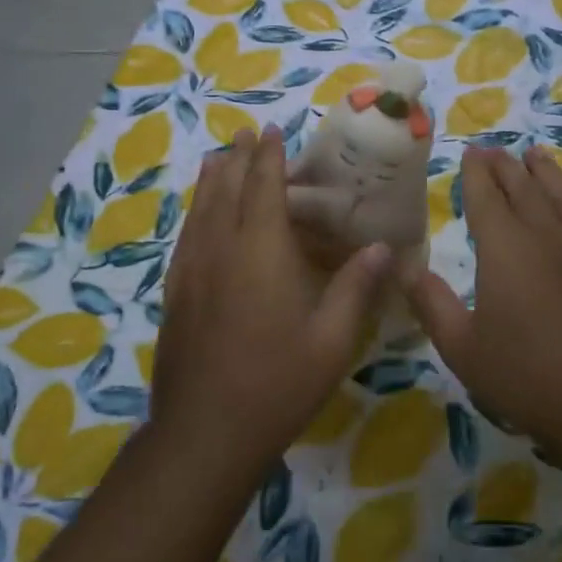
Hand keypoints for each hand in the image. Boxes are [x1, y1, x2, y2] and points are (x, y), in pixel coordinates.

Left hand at [151, 128, 391, 480]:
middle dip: (239, 158)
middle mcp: (221, 248)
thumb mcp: (332, 340)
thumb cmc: (278, 383)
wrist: (205, 430)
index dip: (269, 157)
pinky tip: (198, 214)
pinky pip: (186, 236)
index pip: (264, 188)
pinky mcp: (176, 292)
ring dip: (212, 179)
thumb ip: (356, 287)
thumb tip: (384, 248)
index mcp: (261, 252)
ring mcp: (192, 270)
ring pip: (200, 209)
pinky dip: (195, 211)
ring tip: (219, 158)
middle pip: (227, 189)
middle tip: (247, 134)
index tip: (272, 131)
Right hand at [403, 145, 561, 451]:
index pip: (485, 196)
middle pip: (523, 187)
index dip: (475, 172)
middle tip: (494, 149)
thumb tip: (403, 267)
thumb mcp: (462, 347)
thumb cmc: (526, 375)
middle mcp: (544, 234)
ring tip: (534, 154)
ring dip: (546, 171)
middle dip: (505, 165)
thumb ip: (431, 303)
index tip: (470, 152)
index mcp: (503, 248)